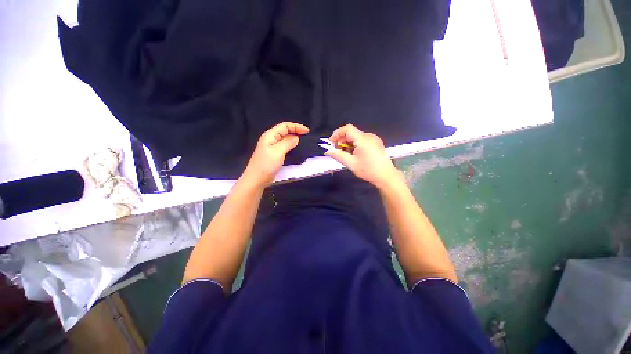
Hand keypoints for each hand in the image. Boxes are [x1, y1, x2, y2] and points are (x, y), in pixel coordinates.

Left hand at [241, 122, 309, 187]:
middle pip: (285, 131)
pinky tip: (296, 149)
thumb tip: (296, 137)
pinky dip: (291, 146)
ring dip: (294, 139)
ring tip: (303, 142)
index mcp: (270, 135)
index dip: (296, 127)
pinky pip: (284, 146)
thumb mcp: (278, 151)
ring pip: (285, 139)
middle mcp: (271, 139)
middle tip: (306, 137)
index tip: (307, 131)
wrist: (257, 179)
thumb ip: (288, 142)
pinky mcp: (274, 154)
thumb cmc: (266, 164)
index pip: (285, 126)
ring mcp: (272, 147)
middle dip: (296, 131)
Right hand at [324, 124, 401, 188]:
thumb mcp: (351, 163)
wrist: (386, 176)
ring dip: (348, 143)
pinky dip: (355, 144)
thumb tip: (328, 151)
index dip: (337, 133)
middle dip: (342, 140)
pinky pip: (362, 140)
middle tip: (337, 151)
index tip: (331, 143)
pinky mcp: (376, 143)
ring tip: (345, 154)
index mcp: (363, 139)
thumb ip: (338, 155)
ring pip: (356, 137)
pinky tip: (354, 154)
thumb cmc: (368, 170)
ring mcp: (374, 139)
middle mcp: (369, 136)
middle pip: (351, 133)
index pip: (347, 129)